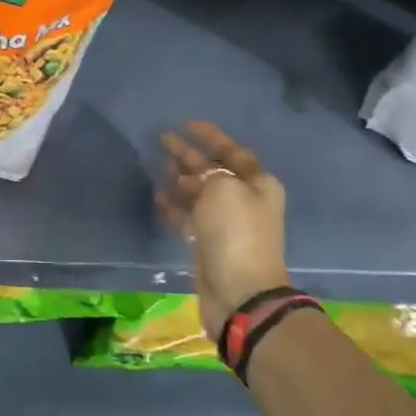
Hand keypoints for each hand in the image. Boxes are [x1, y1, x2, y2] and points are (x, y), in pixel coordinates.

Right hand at [157, 121, 289, 342]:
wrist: (239, 291)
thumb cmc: (236, 233)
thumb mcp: (223, 189)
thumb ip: (206, 172)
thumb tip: (192, 173)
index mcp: (257, 183)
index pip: (232, 150)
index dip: (210, 135)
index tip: (185, 123)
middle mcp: (244, 199)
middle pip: (213, 170)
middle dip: (189, 155)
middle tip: (162, 140)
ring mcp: (225, 222)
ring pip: (198, 192)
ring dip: (179, 179)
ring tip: (157, 166)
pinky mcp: (208, 242)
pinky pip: (188, 215)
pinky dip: (174, 204)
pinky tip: (158, 196)